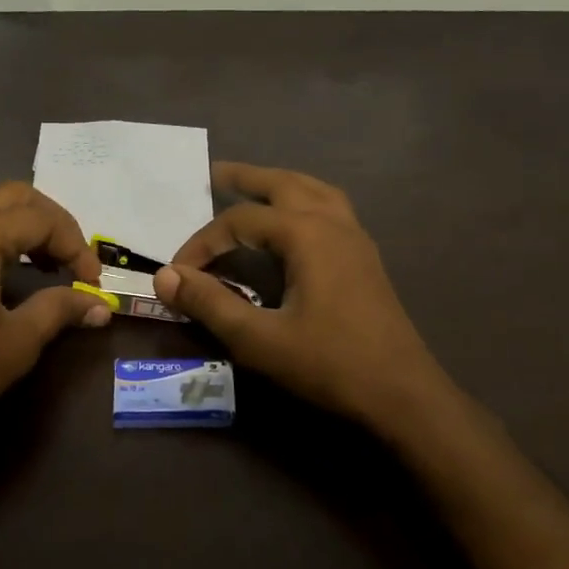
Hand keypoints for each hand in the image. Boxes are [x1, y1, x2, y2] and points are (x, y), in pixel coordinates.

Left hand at [0, 182, 110, 454]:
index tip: (93, 283)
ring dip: (26, 228)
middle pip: (16, 197)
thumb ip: (60, 309)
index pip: (41, 217)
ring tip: (50, 267)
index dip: (76, 246)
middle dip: (54, 225)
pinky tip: (12, 270)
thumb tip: (101, 307)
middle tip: (75, 264)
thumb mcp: (15, 342)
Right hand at [153, 163, 451, 424]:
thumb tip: (165, 276)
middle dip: (246, 178)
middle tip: (214, 173)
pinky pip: (331, 208)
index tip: (178, 273)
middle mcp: (332, 222)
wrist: (403, 394)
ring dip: (279, 184)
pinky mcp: (365, 257)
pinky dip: (304, 200)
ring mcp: (355, 237)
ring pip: (313, 190)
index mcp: (306, 234)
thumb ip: (210, 304)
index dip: (202, 243)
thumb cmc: (329, 364)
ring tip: (254, 188)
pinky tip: (295, 223)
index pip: (238, 222)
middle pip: (282, 184)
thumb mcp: (259, 339)